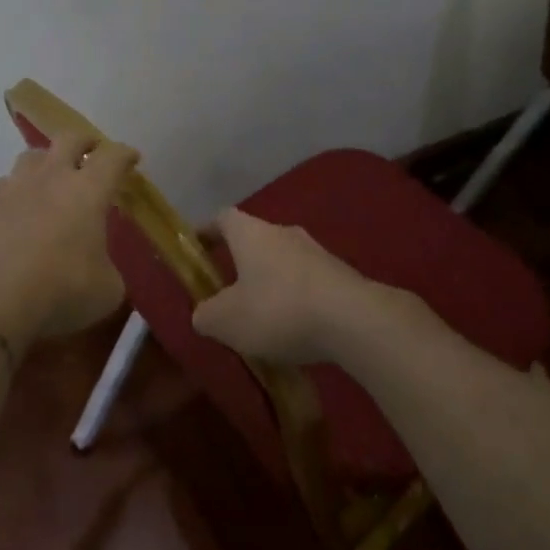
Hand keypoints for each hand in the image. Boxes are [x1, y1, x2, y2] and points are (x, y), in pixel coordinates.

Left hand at [0, 132, 139, 351]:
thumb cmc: (60, 289)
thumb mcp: (106, 290)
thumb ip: (108, 270)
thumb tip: (101, 270)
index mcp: (89, 190)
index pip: (113, 158)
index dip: (125, 154)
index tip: (132, 158)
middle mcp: (53, 176)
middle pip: (70, 138)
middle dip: (84, 142)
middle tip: (92, 152)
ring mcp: (15, 185)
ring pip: (33, 156)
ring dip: (47, 162)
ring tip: (50, 177)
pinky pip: (5, 183)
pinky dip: (16, 190)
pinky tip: (17, 207)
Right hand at [192, 209, 406, 365]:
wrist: (354, 320)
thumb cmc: (278, 310)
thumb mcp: (226, 321)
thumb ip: (206, 315)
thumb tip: (203, 313)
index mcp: (250, 233)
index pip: (222, 218)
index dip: (206, 232)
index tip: (196, 250)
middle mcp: (283, 232)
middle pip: (254, 239)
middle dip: (240, 263)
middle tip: (227, 294)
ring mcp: (316, 252)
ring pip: (283, 262)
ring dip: (270, 284)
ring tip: (263, 320)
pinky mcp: (341, 275)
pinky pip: (308, 283)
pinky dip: (296, 300)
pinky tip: (295, 331)